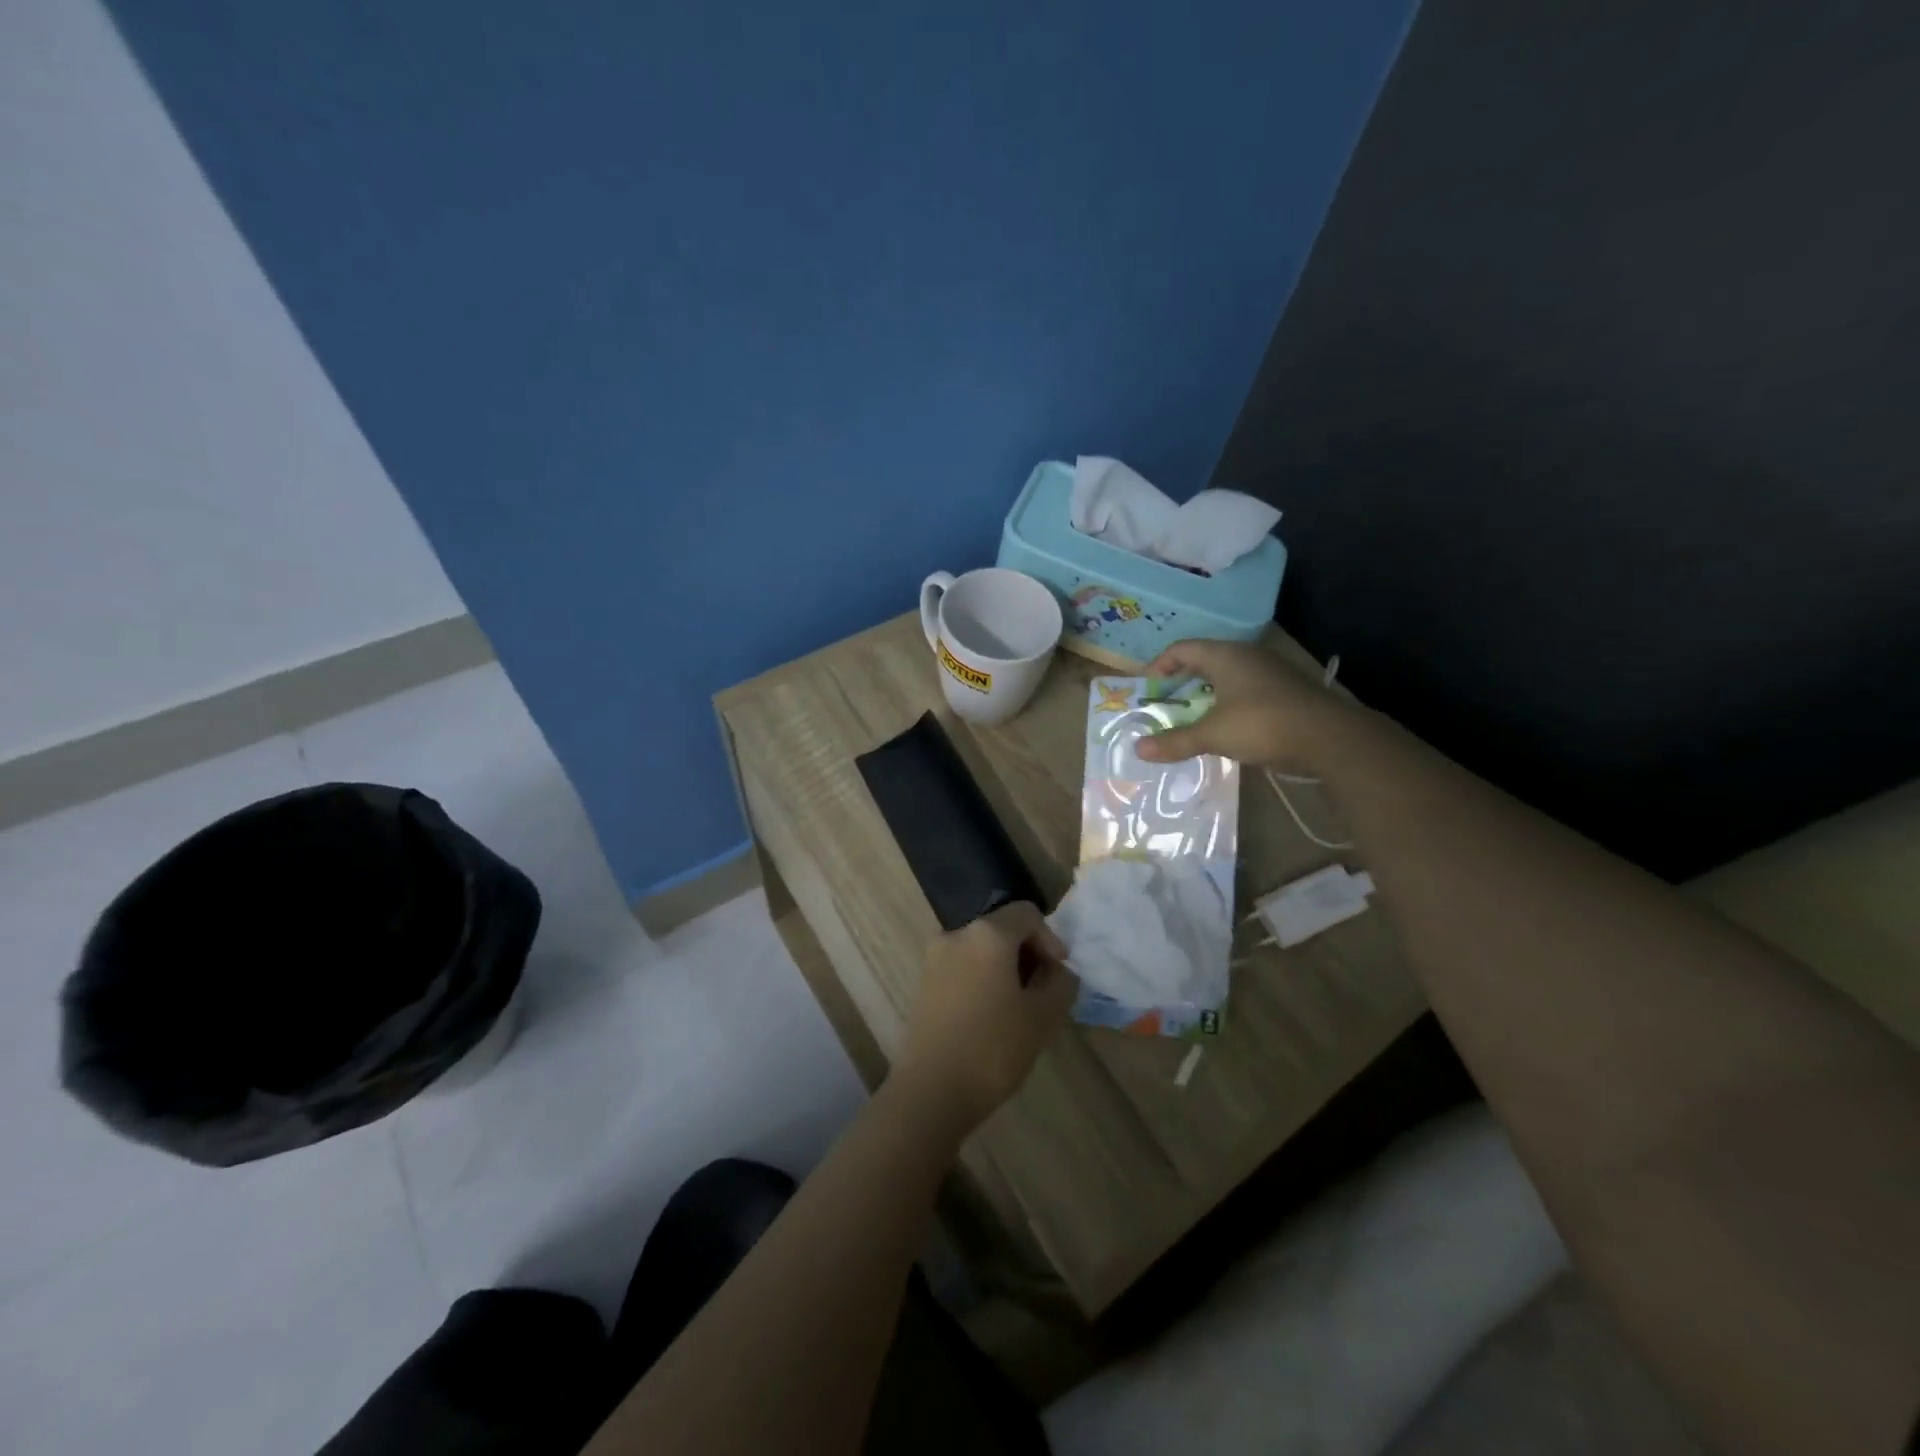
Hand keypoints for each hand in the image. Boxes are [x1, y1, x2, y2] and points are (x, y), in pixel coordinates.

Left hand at [896, 903, 1076, 1128]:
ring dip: (1005, 968)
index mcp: (987, 933)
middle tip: (1043, 991)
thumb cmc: (993, 1047)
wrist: (931, 1090)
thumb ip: (1060, 983)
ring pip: (981, 949)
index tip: (1058, 973)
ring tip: (1019, 1007)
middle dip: (1028, 953)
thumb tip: (1059, 971)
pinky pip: (962, 966)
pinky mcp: (924, 982)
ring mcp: (935, 958)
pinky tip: (991, 1016)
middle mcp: (957, 934)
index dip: (1050, 938)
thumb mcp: (1042, 1016)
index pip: (1027, 913)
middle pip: (1002, 928)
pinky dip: (982, 979)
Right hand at [1135, 639, 1350, 767]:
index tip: (1147, 690)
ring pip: (1226, 676)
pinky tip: (1225, 727)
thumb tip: (1138, 750)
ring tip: (1190, 718)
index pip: (1181, 649)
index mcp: (1225, 655)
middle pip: (1203, 661)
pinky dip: (1226, 704)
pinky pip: (1244, 690)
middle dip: (1180, 682)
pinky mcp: (1284, 691)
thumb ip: (1175, 741)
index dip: (1159, 667)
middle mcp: (1246, 656)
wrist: (1330, 737)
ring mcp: (1269, 672)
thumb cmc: (1263, 724)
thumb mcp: (1213, 735)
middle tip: (1164, 705)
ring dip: (1204, 695)